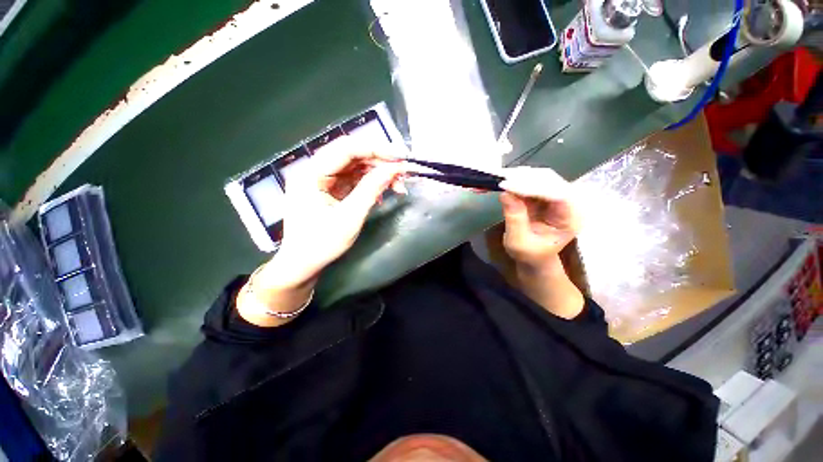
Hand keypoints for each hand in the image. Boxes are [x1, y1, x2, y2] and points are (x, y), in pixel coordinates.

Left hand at [276, 137, 406, 284]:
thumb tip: (394, 169)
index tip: (401, 156)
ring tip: (398, 185)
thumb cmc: (322, 244)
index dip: (376, 149)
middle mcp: (314, 171)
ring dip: (377, 174)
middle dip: (380, 162)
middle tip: (403, 172)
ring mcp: (321, 181)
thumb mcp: (350, 217)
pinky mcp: (329, 190)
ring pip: (355, 167)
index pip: (346, 149)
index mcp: (311, 174)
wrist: (303, 265)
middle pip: (351, 156)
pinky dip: (370, 184)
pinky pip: (353, 180)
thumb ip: (371, 189)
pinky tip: (383, 193)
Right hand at [499, 167, 579, 270]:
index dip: (532, 187)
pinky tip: (500, 181)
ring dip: (516, 176)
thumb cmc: (530, 254)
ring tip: (496, 179)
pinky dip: (513, 179)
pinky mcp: (542, 193)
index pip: (557, 194)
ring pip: (538, 176)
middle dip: (523, 178)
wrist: (534, 256)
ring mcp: (555, 196)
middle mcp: (568, 202)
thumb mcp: (519, 242)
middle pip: (549, 179)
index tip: (507, 185)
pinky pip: (529, 180)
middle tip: (499, 179)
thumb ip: (514, 219)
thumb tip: (505, 194)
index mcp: (570, 219)